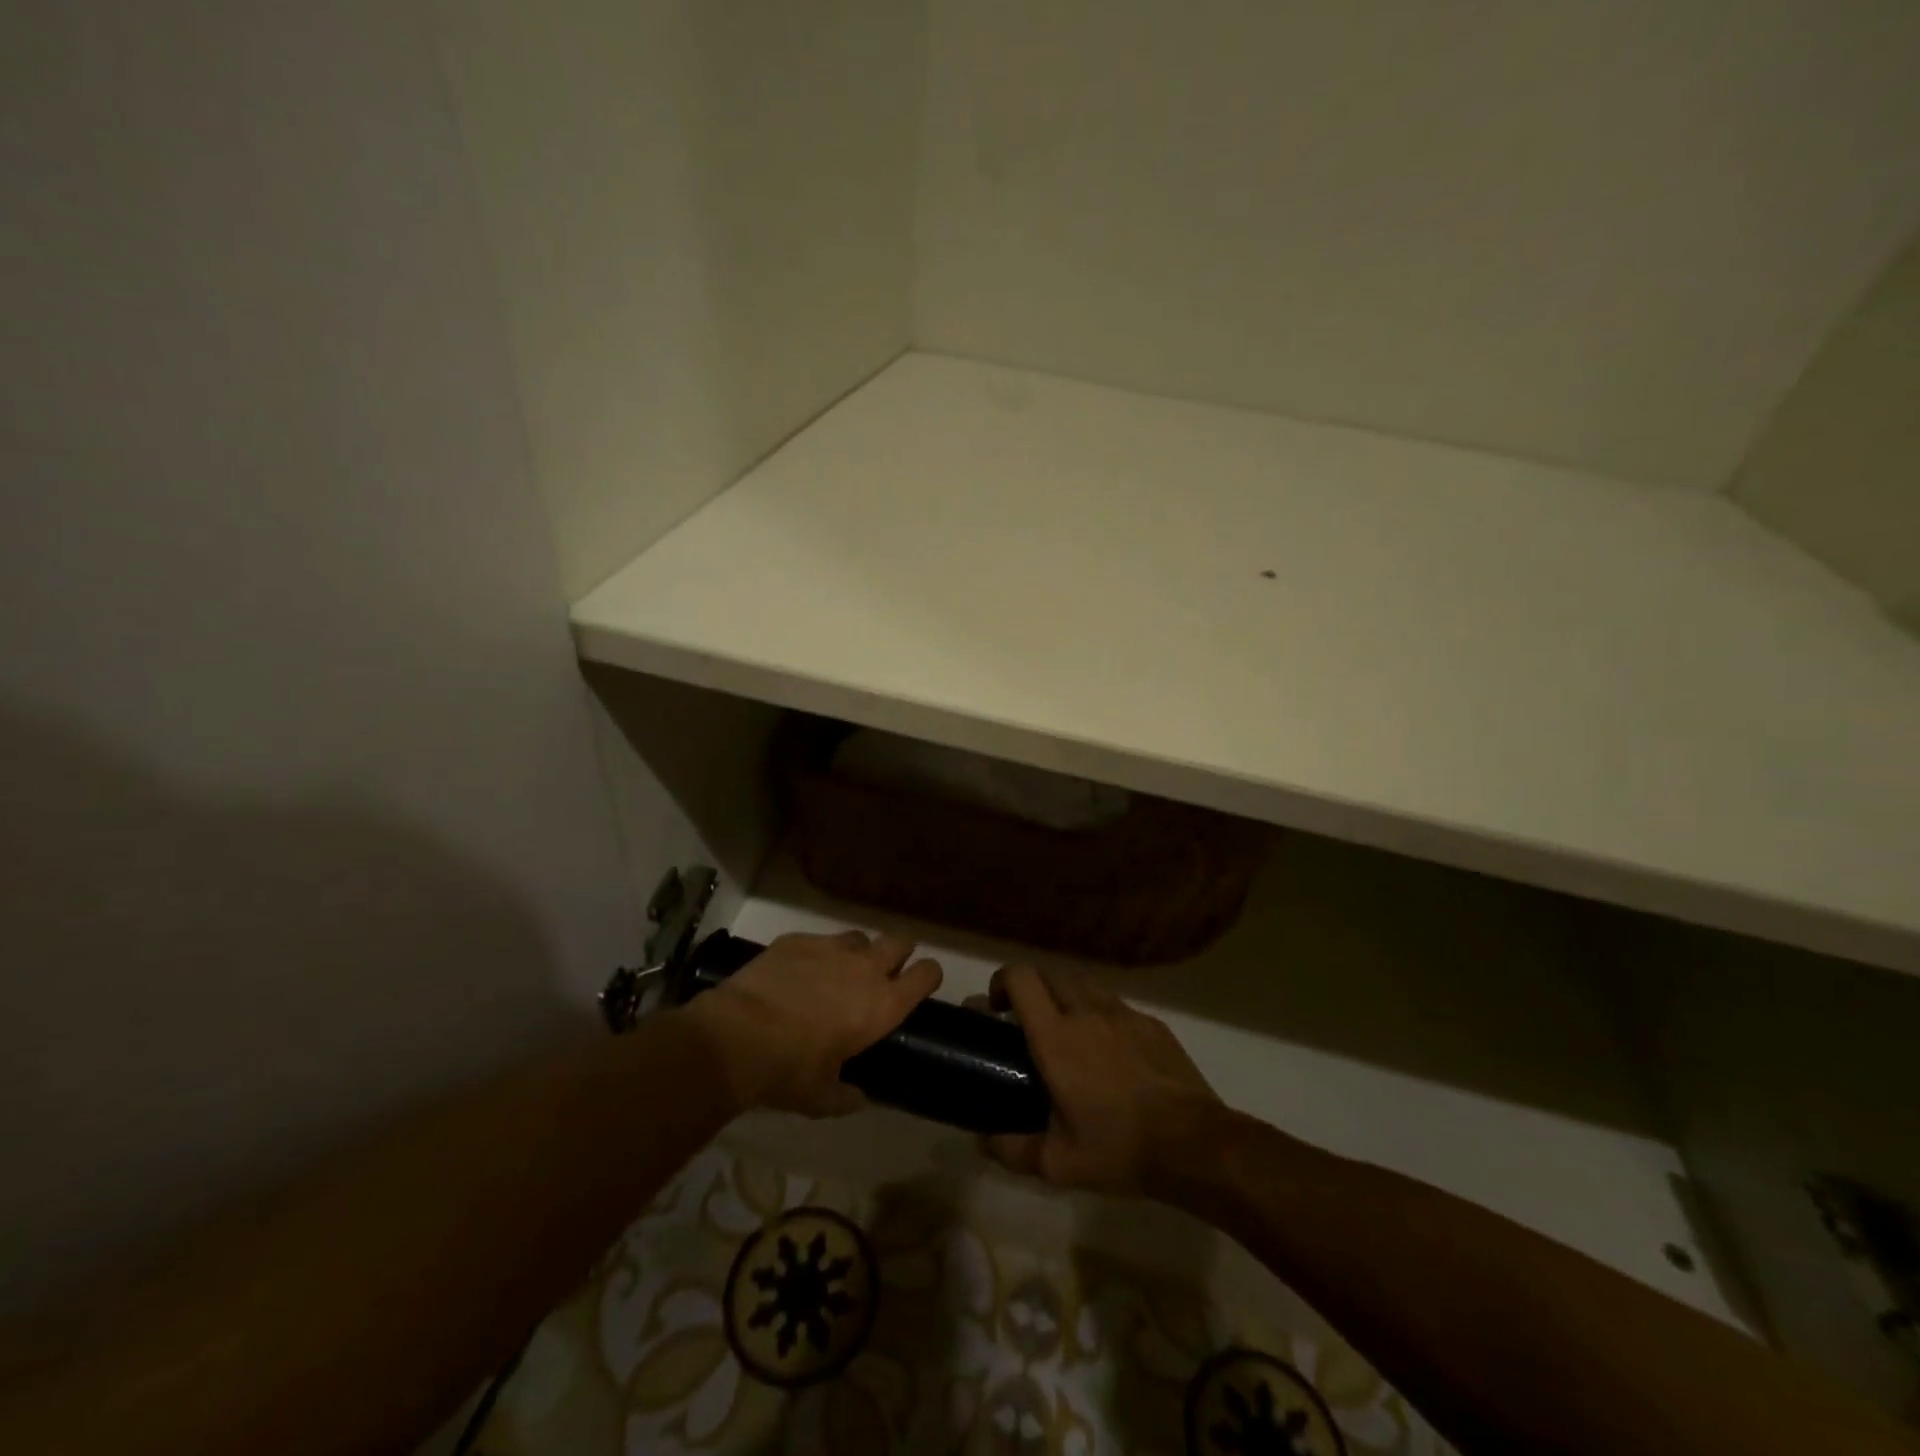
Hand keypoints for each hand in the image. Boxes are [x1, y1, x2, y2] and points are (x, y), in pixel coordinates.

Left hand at [680, 929, 942, 1116]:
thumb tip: (858, 1096)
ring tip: (837, 973)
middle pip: (900, 941)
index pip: (927, 974)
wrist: (736, 1036)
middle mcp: (866, 968)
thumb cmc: (788, 1071)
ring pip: (860, 937)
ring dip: (857, 952)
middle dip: (898, 953)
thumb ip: (847, 1095)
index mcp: (883, 1005)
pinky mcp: (799, 939)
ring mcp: (831, 948)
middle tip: (882, 973)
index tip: (921, 984)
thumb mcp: (822, 1098)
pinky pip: (819, 940)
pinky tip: (796, 974)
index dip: (928, 976)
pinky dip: (815, 954)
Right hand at [976, 964, 1222, 1193]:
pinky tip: (1111, 1053)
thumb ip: (1013, 1150)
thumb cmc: (1120, 1149)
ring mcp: (1123, 1013)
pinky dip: (1102, 1016)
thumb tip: (983, 1142)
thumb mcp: (1058, 1164)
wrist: (1194, 1144)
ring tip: (1069, 1035)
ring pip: (1084, 985)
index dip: (1001, 981)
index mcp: (1056, 1037)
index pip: (1021, 978)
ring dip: (1066, 999)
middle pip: (1050, 975)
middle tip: (1028, 1025)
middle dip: (1032, 991)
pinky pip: (1116, 1006)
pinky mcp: (1152, 1023)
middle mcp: (1086, 1012)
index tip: (997, 1009)